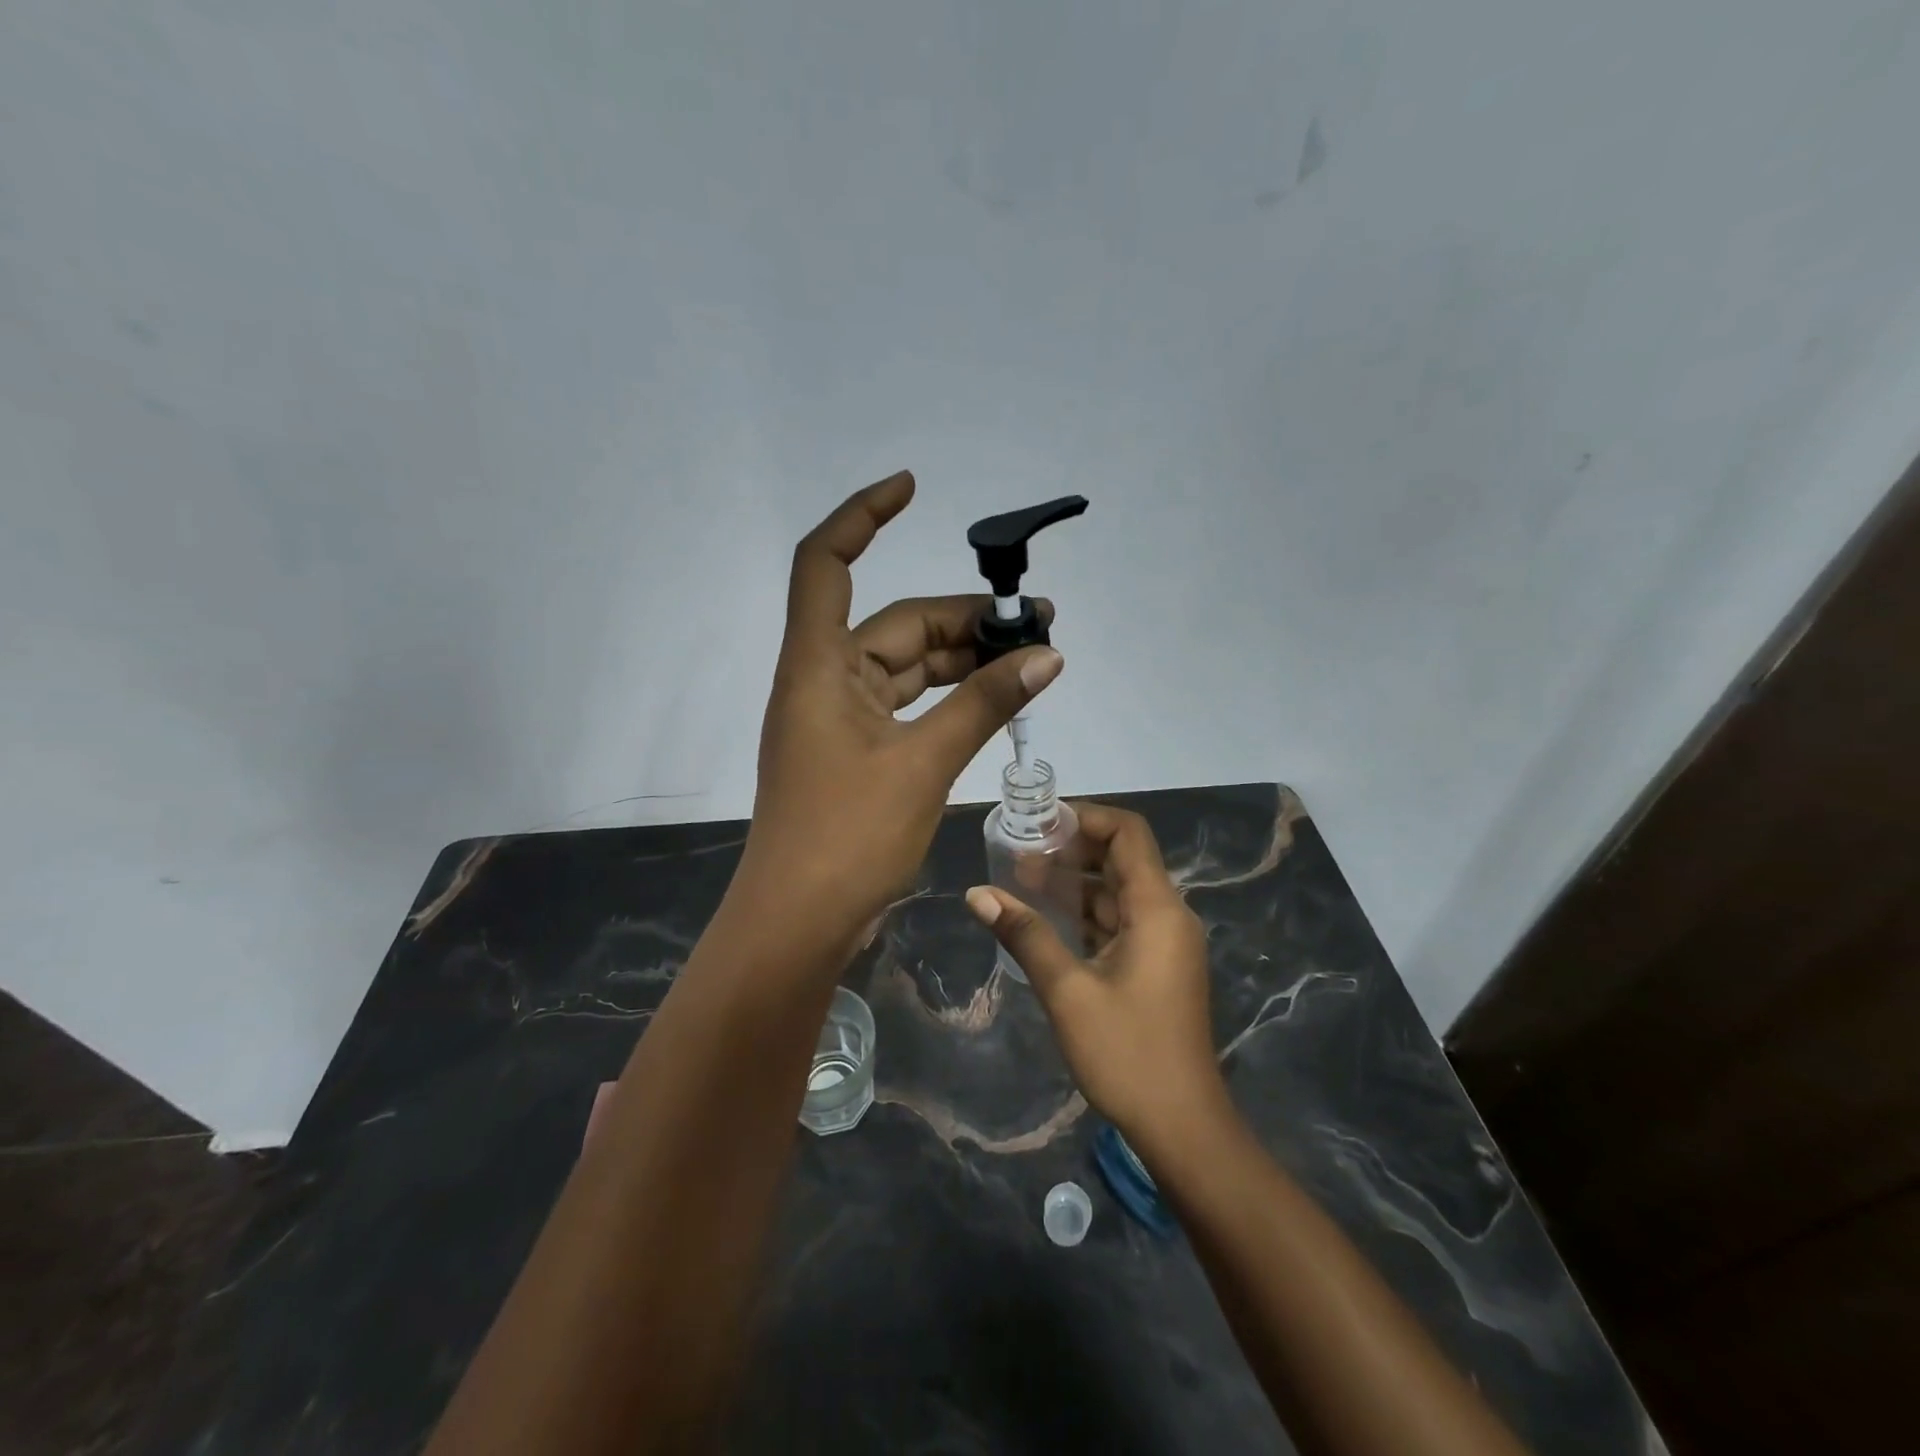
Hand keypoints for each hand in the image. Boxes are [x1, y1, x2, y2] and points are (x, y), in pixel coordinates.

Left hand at [736, 471, 1064, 947]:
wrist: (800, 923)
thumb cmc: (848, 837)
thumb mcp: (923, 763)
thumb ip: (983, 703)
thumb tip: (1047, 655)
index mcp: (818, 666)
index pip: (827, 563)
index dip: (862, 516)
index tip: (912, 489)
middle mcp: (824, 681)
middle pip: (894, 624)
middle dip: (963, 619)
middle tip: (1037, 624)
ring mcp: (840, 720)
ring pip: (906, 668)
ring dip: (962, 661)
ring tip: (1032, 659)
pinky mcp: (857, 753)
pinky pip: (907, 706)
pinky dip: (949, 699)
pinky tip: (995, 699)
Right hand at [965, 804, 1225, 1147]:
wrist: (1182, 1126)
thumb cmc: (1127, 1053)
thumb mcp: (1068, 990)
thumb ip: (1024, 934)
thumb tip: (977, 893)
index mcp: (1157, 908)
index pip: (1128, 833)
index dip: (1085, 817)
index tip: (1039, 823)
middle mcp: (1167, 915)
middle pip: (1122, 858)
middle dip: (1072, 849)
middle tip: (1020, 852)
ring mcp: (1164, 942)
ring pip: (1117, 892)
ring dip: (1075, 883)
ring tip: (1021, 880)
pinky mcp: (1156, 966)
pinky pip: (1119, 922)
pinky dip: (1085, 914)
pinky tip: (1045, 919)